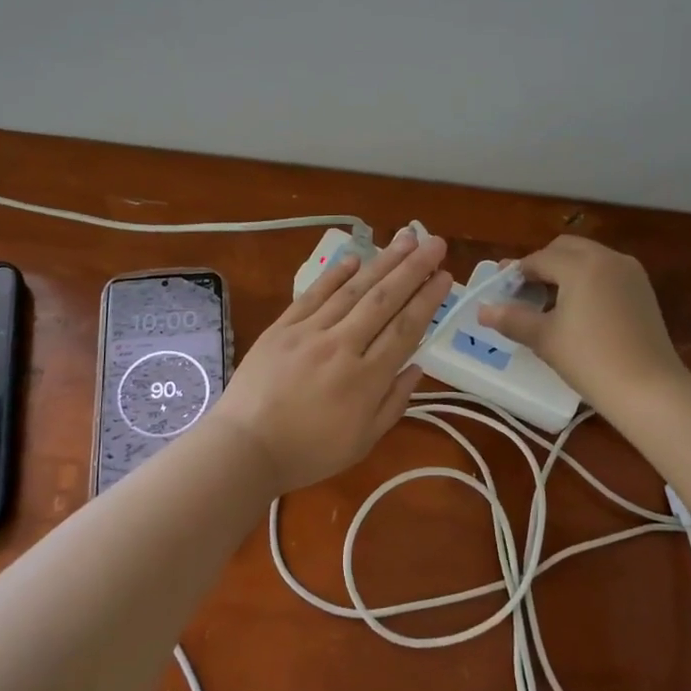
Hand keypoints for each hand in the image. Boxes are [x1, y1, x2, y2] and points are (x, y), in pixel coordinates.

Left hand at [210, 227, 450, 496]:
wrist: (245, 447)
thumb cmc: (308, 452)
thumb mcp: (362, 442)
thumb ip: (393, 402)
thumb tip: (417, 366)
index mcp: (366, 379)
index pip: (405, 329)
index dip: (427, 300)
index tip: (445, 275)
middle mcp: (342, 346)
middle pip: (383, 300)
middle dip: (413, 268)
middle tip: (435, 242)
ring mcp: (309, 332)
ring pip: (352, 290)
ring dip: (381, 262)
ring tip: (405, 238)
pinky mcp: (282, 327)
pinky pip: (313, 294)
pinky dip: (335, 274)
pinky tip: (355, 258)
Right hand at [476, 235, 685, 411]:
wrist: (649, 389)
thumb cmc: (589, 359)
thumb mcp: (544, 338)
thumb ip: (511, 319)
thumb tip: (482, 311)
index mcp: (581, 264)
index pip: (539, 259)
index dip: (515, 274)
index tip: (498, 290)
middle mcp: (608, 258)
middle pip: (565, 249)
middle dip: (541, 265)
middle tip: (523, 292)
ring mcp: (631, 273)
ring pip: (588, 258)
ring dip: (565, 271)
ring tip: (548, 302)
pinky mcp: (643, 291)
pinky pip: (606, 273)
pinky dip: (587, 281)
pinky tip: (577, 310)